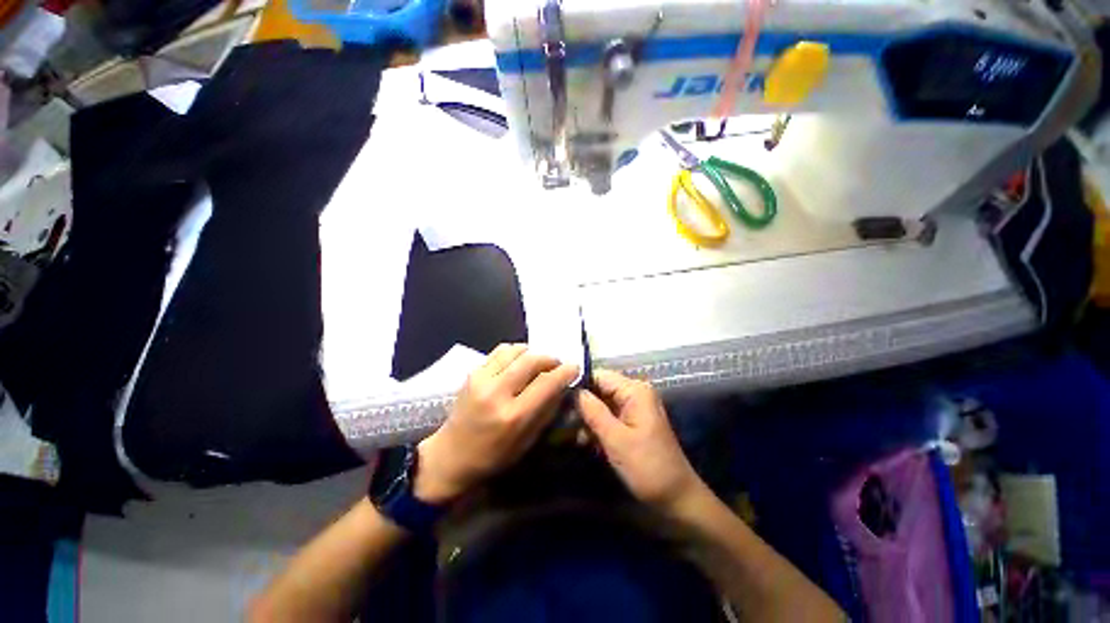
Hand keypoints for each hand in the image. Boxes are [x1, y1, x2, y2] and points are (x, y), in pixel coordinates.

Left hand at [415, 344, 578, 504]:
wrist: (450, 455)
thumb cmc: (493, 456)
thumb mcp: (527, 441)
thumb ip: (546, 411)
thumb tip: (562, 386)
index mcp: (513, 416)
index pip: (546, 383)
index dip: (565, 371)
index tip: (575, 367)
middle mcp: (497, 392)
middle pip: (531, 360)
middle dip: (550, 358)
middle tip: (556, 365)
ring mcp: (481, 379)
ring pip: (515, 350)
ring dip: (532, 353)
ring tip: (537, 364)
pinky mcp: (472, 372)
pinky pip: (500, 351)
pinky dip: (515, 353)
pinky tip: (518, 363)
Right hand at [577, 370, 703, 512]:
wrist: (676, 499)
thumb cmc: (648, 467)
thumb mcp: (616, 440)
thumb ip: (594, 412)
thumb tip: (574, 391)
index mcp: (635, 391)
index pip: (600, 376)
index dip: (579, 385)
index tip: (559, 399)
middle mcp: (635, 393)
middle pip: (600, 389)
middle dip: (582, 405)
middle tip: (563, 421)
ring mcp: (634, 408)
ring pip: (602, 404)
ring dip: (588, 419)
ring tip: (574, 435)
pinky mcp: (632, 422)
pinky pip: (609, 416)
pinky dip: (597, 427)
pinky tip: (585, 441)